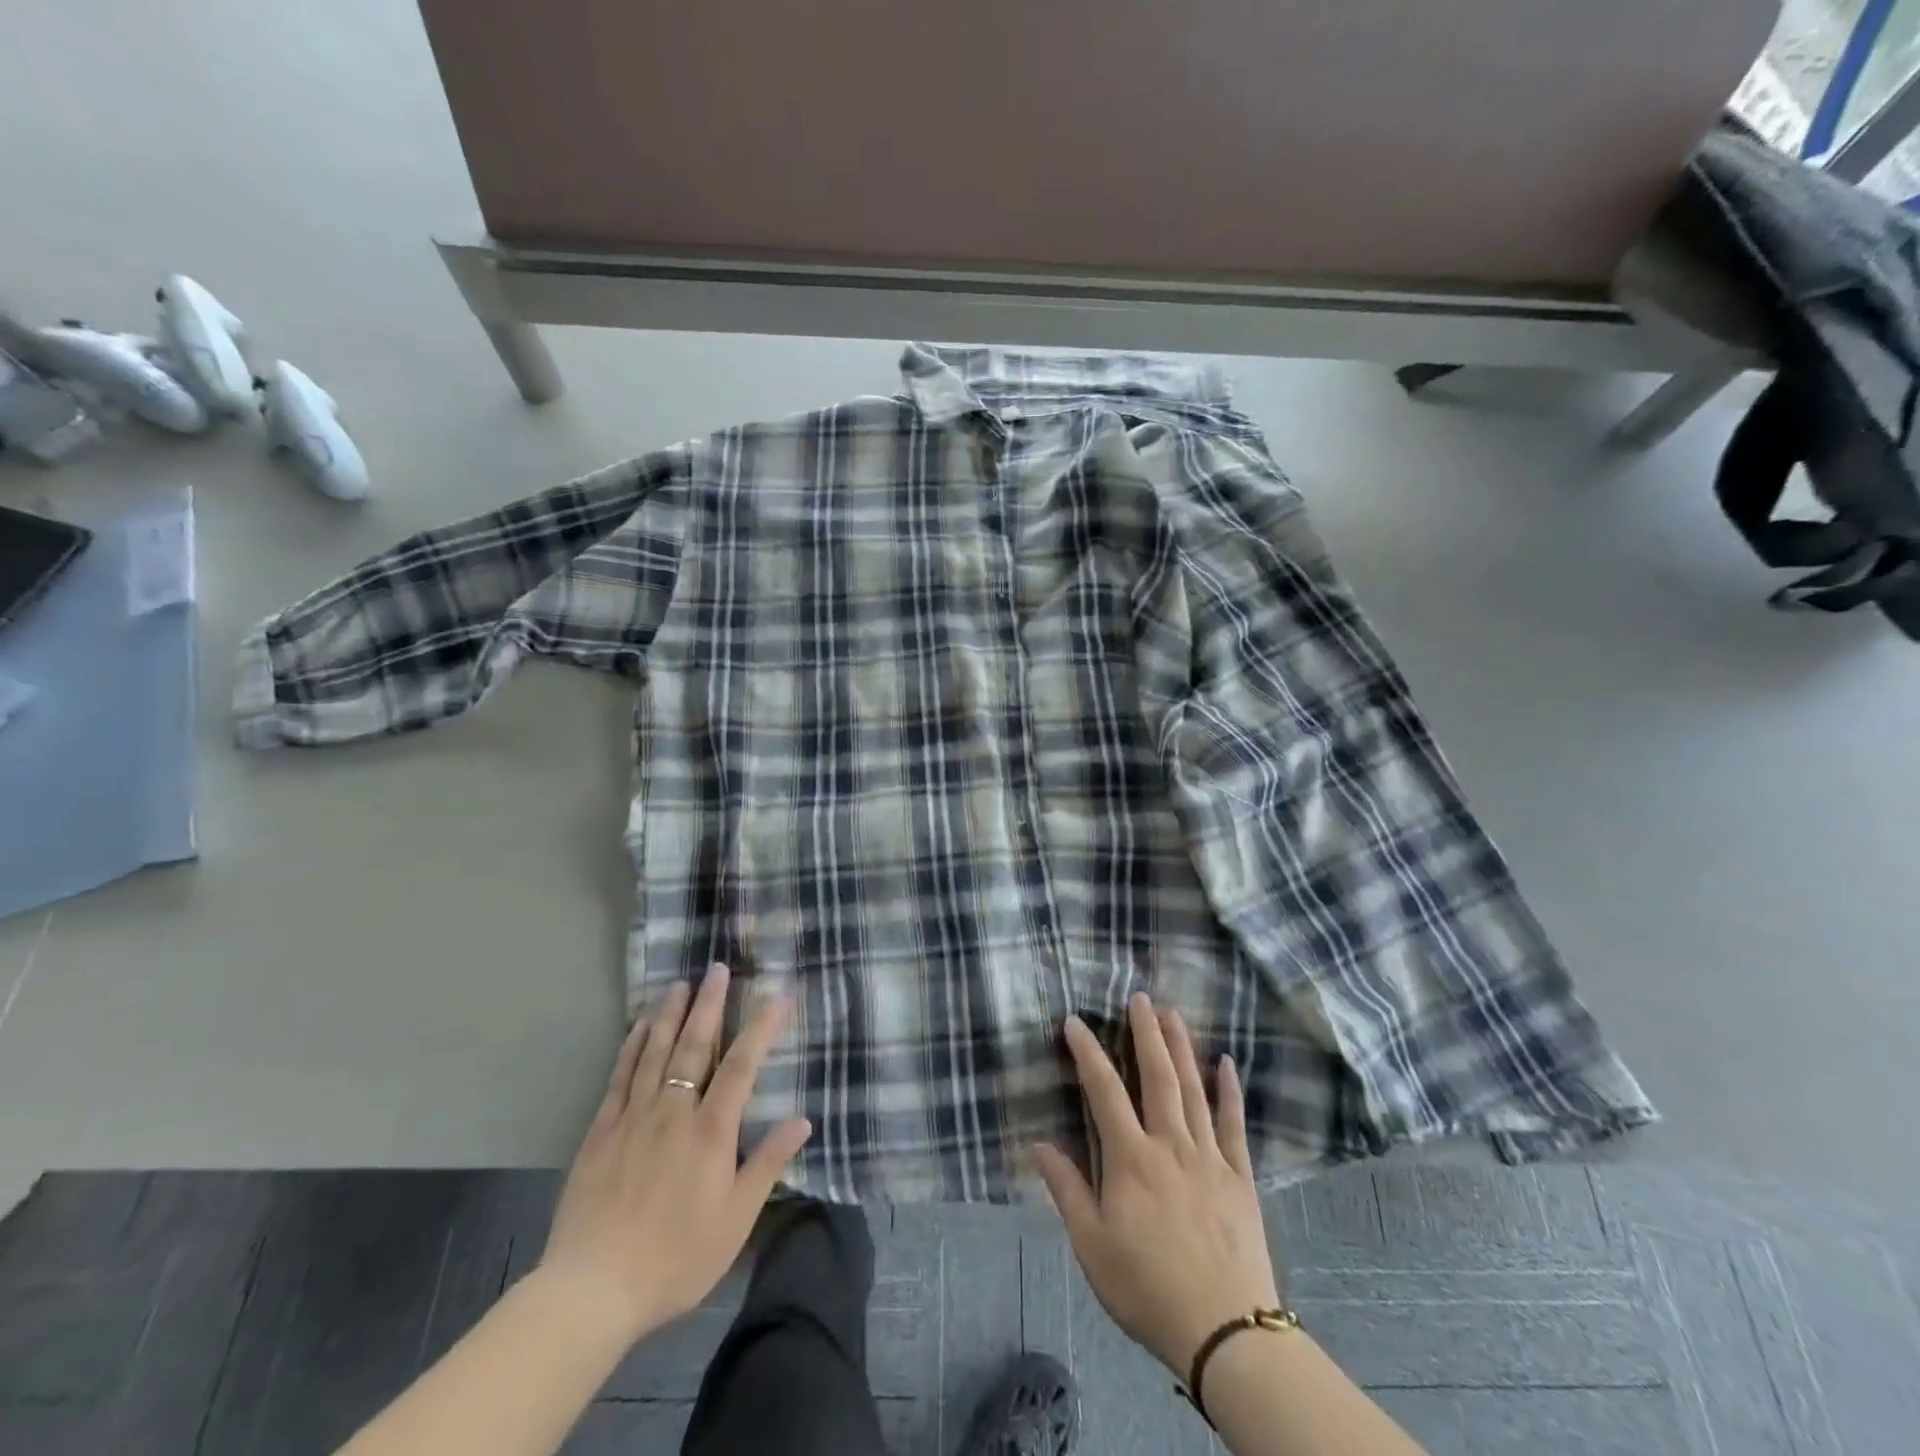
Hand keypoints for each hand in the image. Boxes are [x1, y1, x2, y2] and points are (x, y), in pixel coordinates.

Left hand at [537, 963, 812, 1344]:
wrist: (592, 1291)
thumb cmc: (676, 1258)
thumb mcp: (735, 1220)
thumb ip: (767, 1165)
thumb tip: (801, 1120)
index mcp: (710, 1132)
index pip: (742, 1066)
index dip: (762, 1028)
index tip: (778, 995)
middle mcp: (673, 1112)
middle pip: (694, 1046)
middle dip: (709, 1004)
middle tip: (717, 969)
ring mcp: (633, 1118)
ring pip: (654, 1052)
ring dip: (670, 1014)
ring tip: (680, 983)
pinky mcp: (601, 1131)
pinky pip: (620, 1076)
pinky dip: (631, 1046)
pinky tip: (638, 1026)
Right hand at [1033, 994, 1281, 1377]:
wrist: (1225, 1332)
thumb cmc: (1147, 1288)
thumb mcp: (1092, 1246)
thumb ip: (1066, 1190)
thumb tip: (1039, 1143)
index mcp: (1131, 1159)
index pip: (1104, 1090)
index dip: (1087, 1052)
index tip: (1074, 1021)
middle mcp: (1170, 1144)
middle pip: (1157, 1076)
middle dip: (1146, 1033)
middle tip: (1140, 997)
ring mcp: (1209, 1157)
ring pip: (1193, 1089)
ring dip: (1181, 1048)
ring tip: (1172, 1014)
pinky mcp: (1240, 1176)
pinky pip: (1235, 1124)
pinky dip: (1229, 1090)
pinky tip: (1226, 1063)